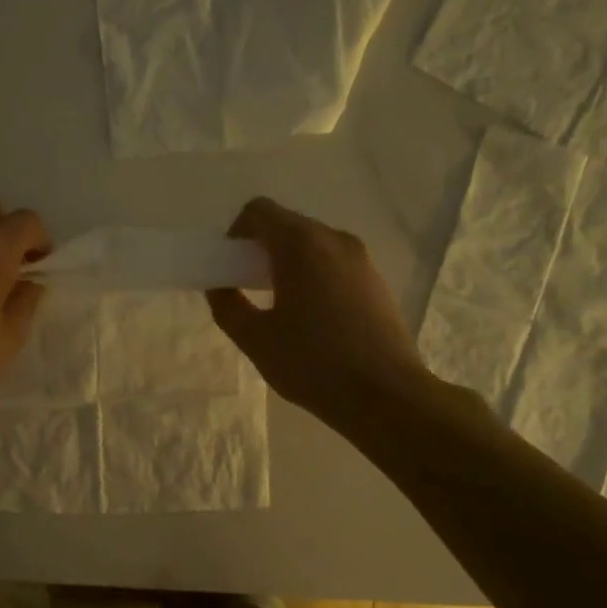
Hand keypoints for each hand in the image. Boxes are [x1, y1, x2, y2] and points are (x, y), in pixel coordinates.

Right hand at [207, 198, 426, 426]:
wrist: (386, 396)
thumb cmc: (312, 364)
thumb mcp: (255, 339)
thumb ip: (228, 306)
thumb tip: (220, 287)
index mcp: (302, 245)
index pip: (259, 212)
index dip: (236, 233)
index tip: (230, 268)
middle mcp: (334, 240)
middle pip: (287, 225)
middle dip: (261, 250)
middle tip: (248, 289)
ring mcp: (361, 259)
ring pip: (312, 245)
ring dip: (287, 263)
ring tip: (280, 307)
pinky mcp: (376, 281)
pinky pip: (334, 263)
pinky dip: (313, 275)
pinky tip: (311, 318)